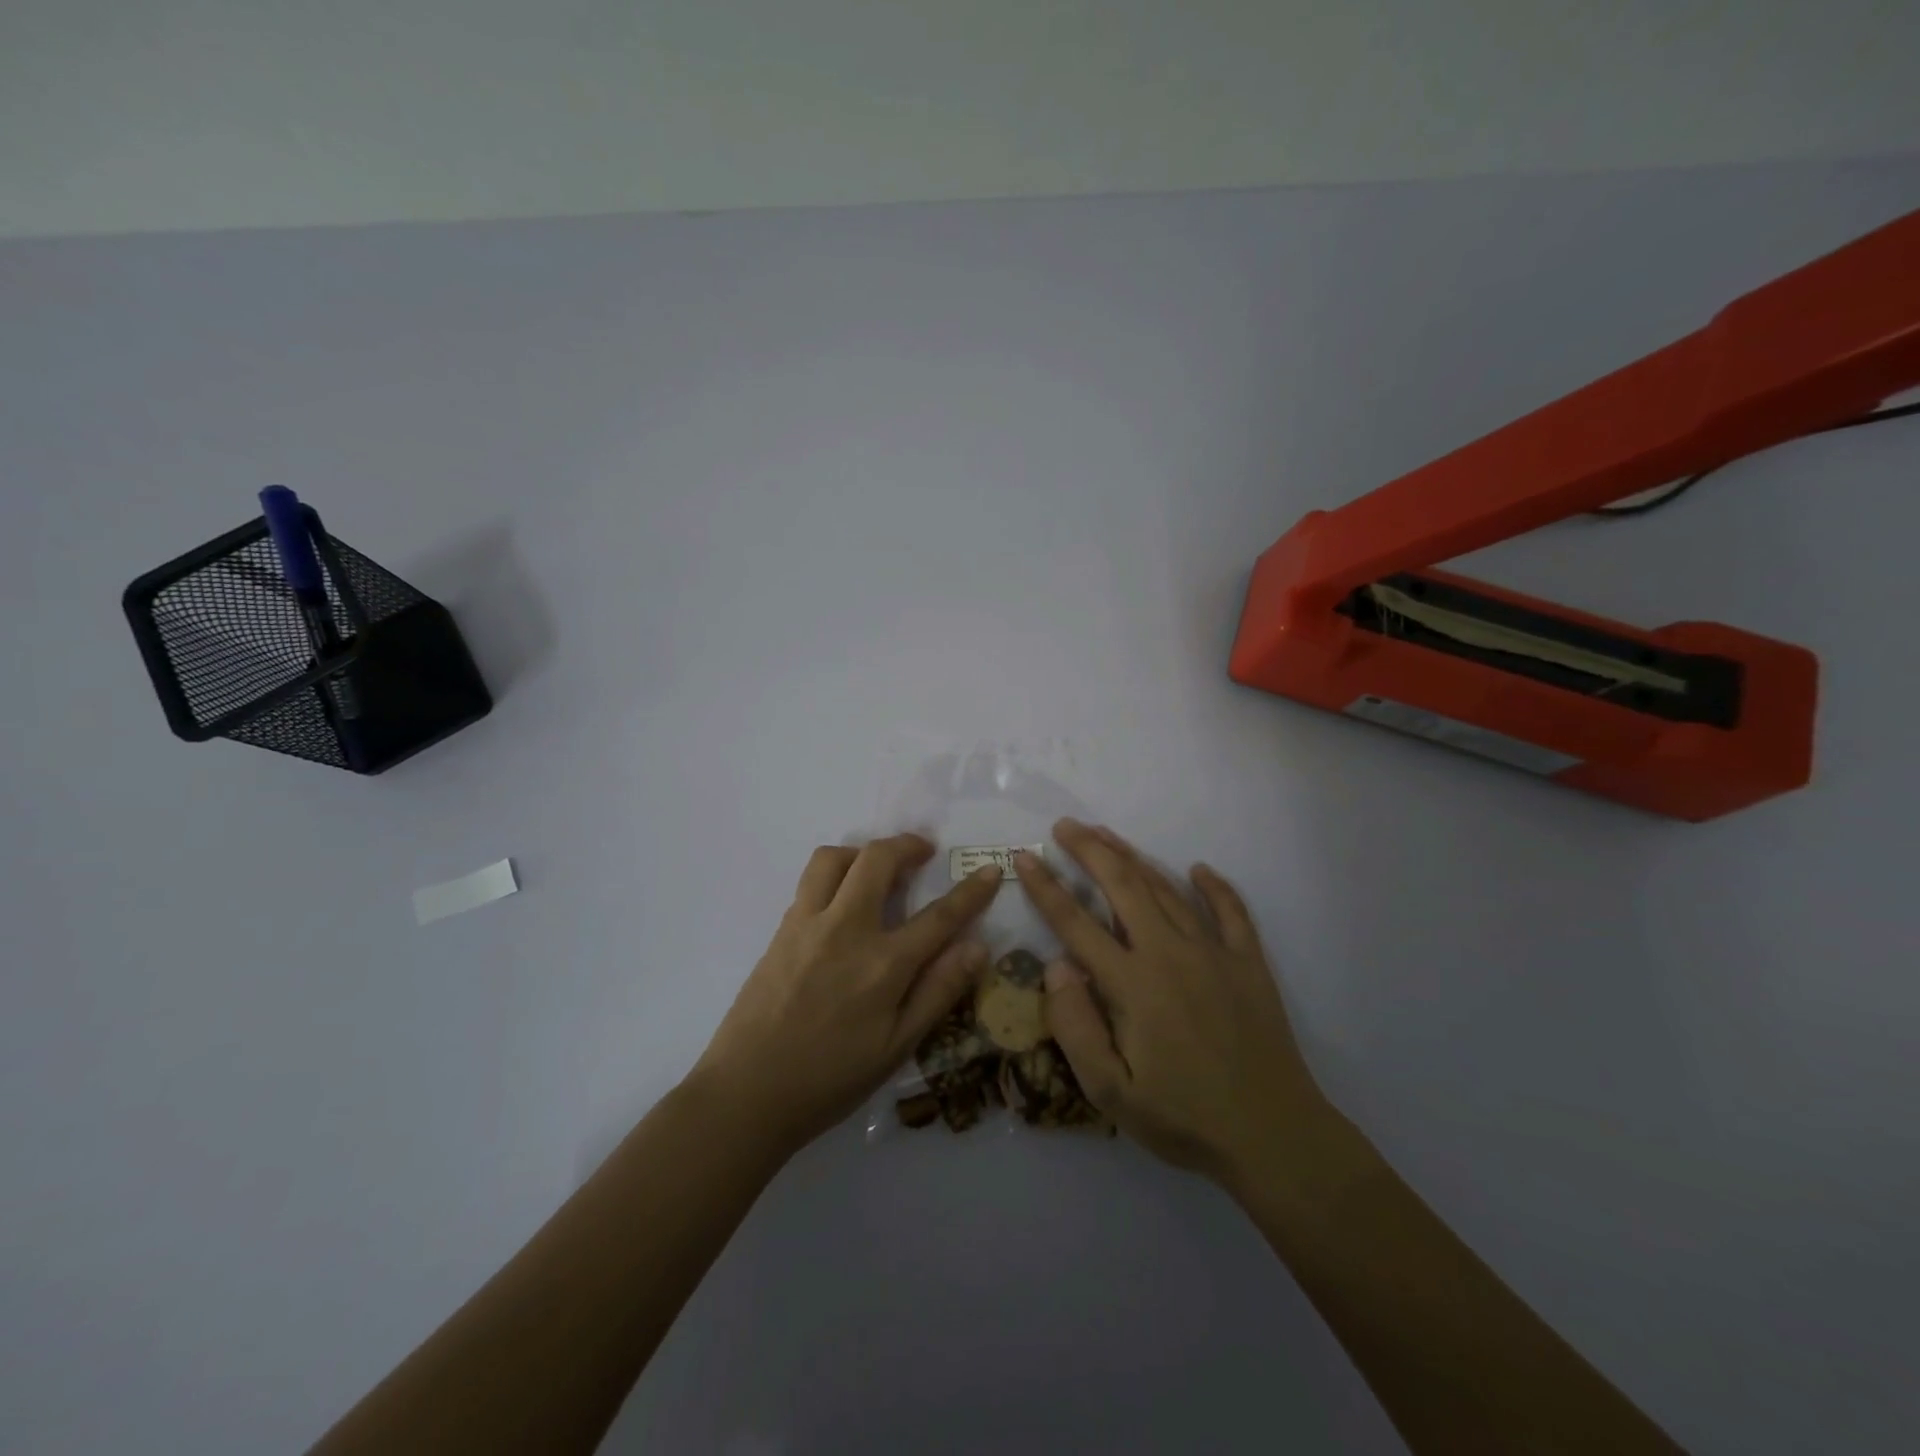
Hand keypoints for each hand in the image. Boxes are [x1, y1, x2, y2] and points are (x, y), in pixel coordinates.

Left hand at [691, 834, 1001, 1155]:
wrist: (745, 1093)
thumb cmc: (829, 1079)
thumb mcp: (896, 1048)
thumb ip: (938, 992)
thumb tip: (978, 947)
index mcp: (883, 964)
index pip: (939, 916)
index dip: (971, 892)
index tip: (990, 871)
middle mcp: (845, 929)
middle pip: (878, 860)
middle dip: (907, 845)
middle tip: (923, 852)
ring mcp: (807, 924)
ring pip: (834, 858)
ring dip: (862, 852)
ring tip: (877, 869)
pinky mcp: (781, 930)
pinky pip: (810, 882)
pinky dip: (834, 873)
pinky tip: (842, 900)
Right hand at [1013, 820, 1326, 1188]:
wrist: (1273, 1137)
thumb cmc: (1184, 1118)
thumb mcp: (1111, 1090)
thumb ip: (1075, 1026)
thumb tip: (1055, 966)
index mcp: (1132, 984)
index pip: (1076, 923)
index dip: (1046, 888)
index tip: (1025, 858)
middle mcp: (1170, 953)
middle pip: (1123, 886)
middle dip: (1089, 850)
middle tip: (1065, 826)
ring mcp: (1214, 953)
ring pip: (1167, 890)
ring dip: (1134, 858)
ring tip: (1107, 834)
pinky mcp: (1249, 963)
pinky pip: (1232, 912)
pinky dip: (1215, 887)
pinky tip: (1199, 869)